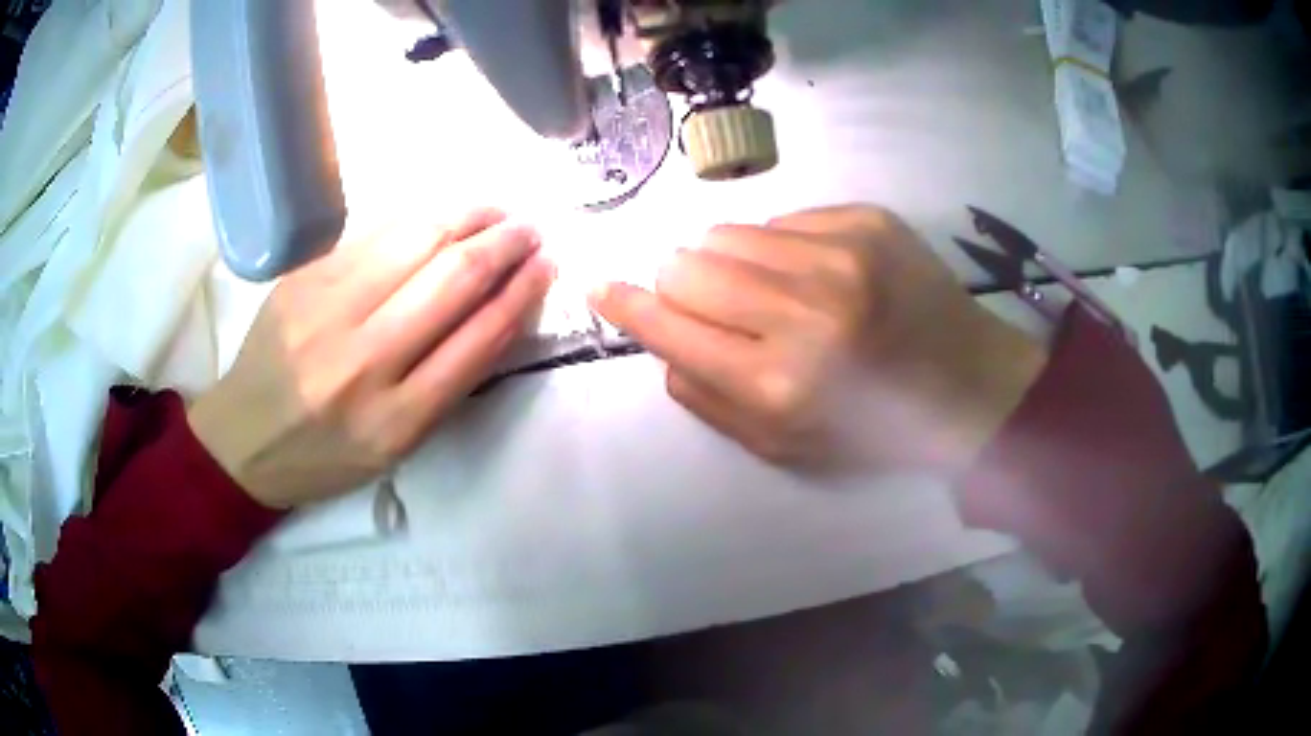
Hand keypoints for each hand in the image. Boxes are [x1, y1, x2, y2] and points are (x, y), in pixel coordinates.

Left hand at [188, 209, 554, 507]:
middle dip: (505, 244)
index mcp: (396, 420)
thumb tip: (496, 308)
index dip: (522, 293)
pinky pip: (375, 235)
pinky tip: (442, 216)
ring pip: (417, 240)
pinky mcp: (304, 278)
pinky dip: (420, 219)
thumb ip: (447, 382)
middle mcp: (364, 361)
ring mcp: (327, 310)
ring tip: (495, 212)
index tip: (547, 266)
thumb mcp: (396, 446)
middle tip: (529, 230)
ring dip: (469, 217)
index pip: (478, 338)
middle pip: (453, 279)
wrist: (244, 438)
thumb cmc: (326, 455)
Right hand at [591, 205, 1046, 472]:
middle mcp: (806, 310)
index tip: (601, 287)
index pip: (671, 325)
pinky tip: (820, 274)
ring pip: (727, 233)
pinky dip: (781, 248)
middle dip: (683, 285)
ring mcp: (841, 254)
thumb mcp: (784, 445)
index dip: (627, 305)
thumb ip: (708, 398)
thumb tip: (661, 340)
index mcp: (781, 383)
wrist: (967, 381)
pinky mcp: (866, 219)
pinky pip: (780, 220)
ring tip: (773, 290)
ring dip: (731, 263)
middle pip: (686, 264)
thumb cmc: (874, 428)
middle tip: (718, 307)